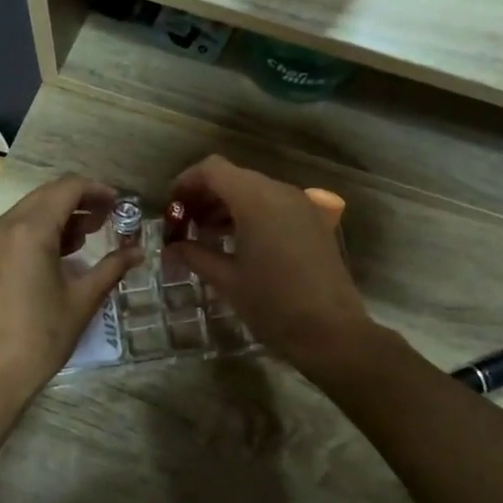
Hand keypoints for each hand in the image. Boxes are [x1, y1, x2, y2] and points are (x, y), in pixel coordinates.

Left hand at [0, 176, 134, 412]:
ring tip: (86, 237)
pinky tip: (56, 256)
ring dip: (58, 216)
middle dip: (79, 201)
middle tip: (107, 219)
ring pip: (27, 212)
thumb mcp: (82, 300)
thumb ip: (111, 267)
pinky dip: (37, 232)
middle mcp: (3, 227)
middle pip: (46, 195)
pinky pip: (12, 232)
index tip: (119, 204)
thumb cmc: (40, 337)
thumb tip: (138, 251)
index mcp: (30, 230)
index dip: (97, 190)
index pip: (67, 188)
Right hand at [167, 155, 378, 379]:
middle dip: (204, 196)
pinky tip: (237, 242)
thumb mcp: (227, 280)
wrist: (331, 332)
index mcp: (256, 200)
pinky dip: (250, 214)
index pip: (213, 169)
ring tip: (205, 235)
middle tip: (183, 225)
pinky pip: (274, 205)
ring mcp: (301, 205)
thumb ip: (195, 255)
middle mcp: (280, 192)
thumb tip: (172, 247)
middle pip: (234, 177)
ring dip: (226, 205)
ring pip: (254, 190)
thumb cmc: (273, 305)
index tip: (170, 208)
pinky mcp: (313, 222)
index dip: (186, 182)